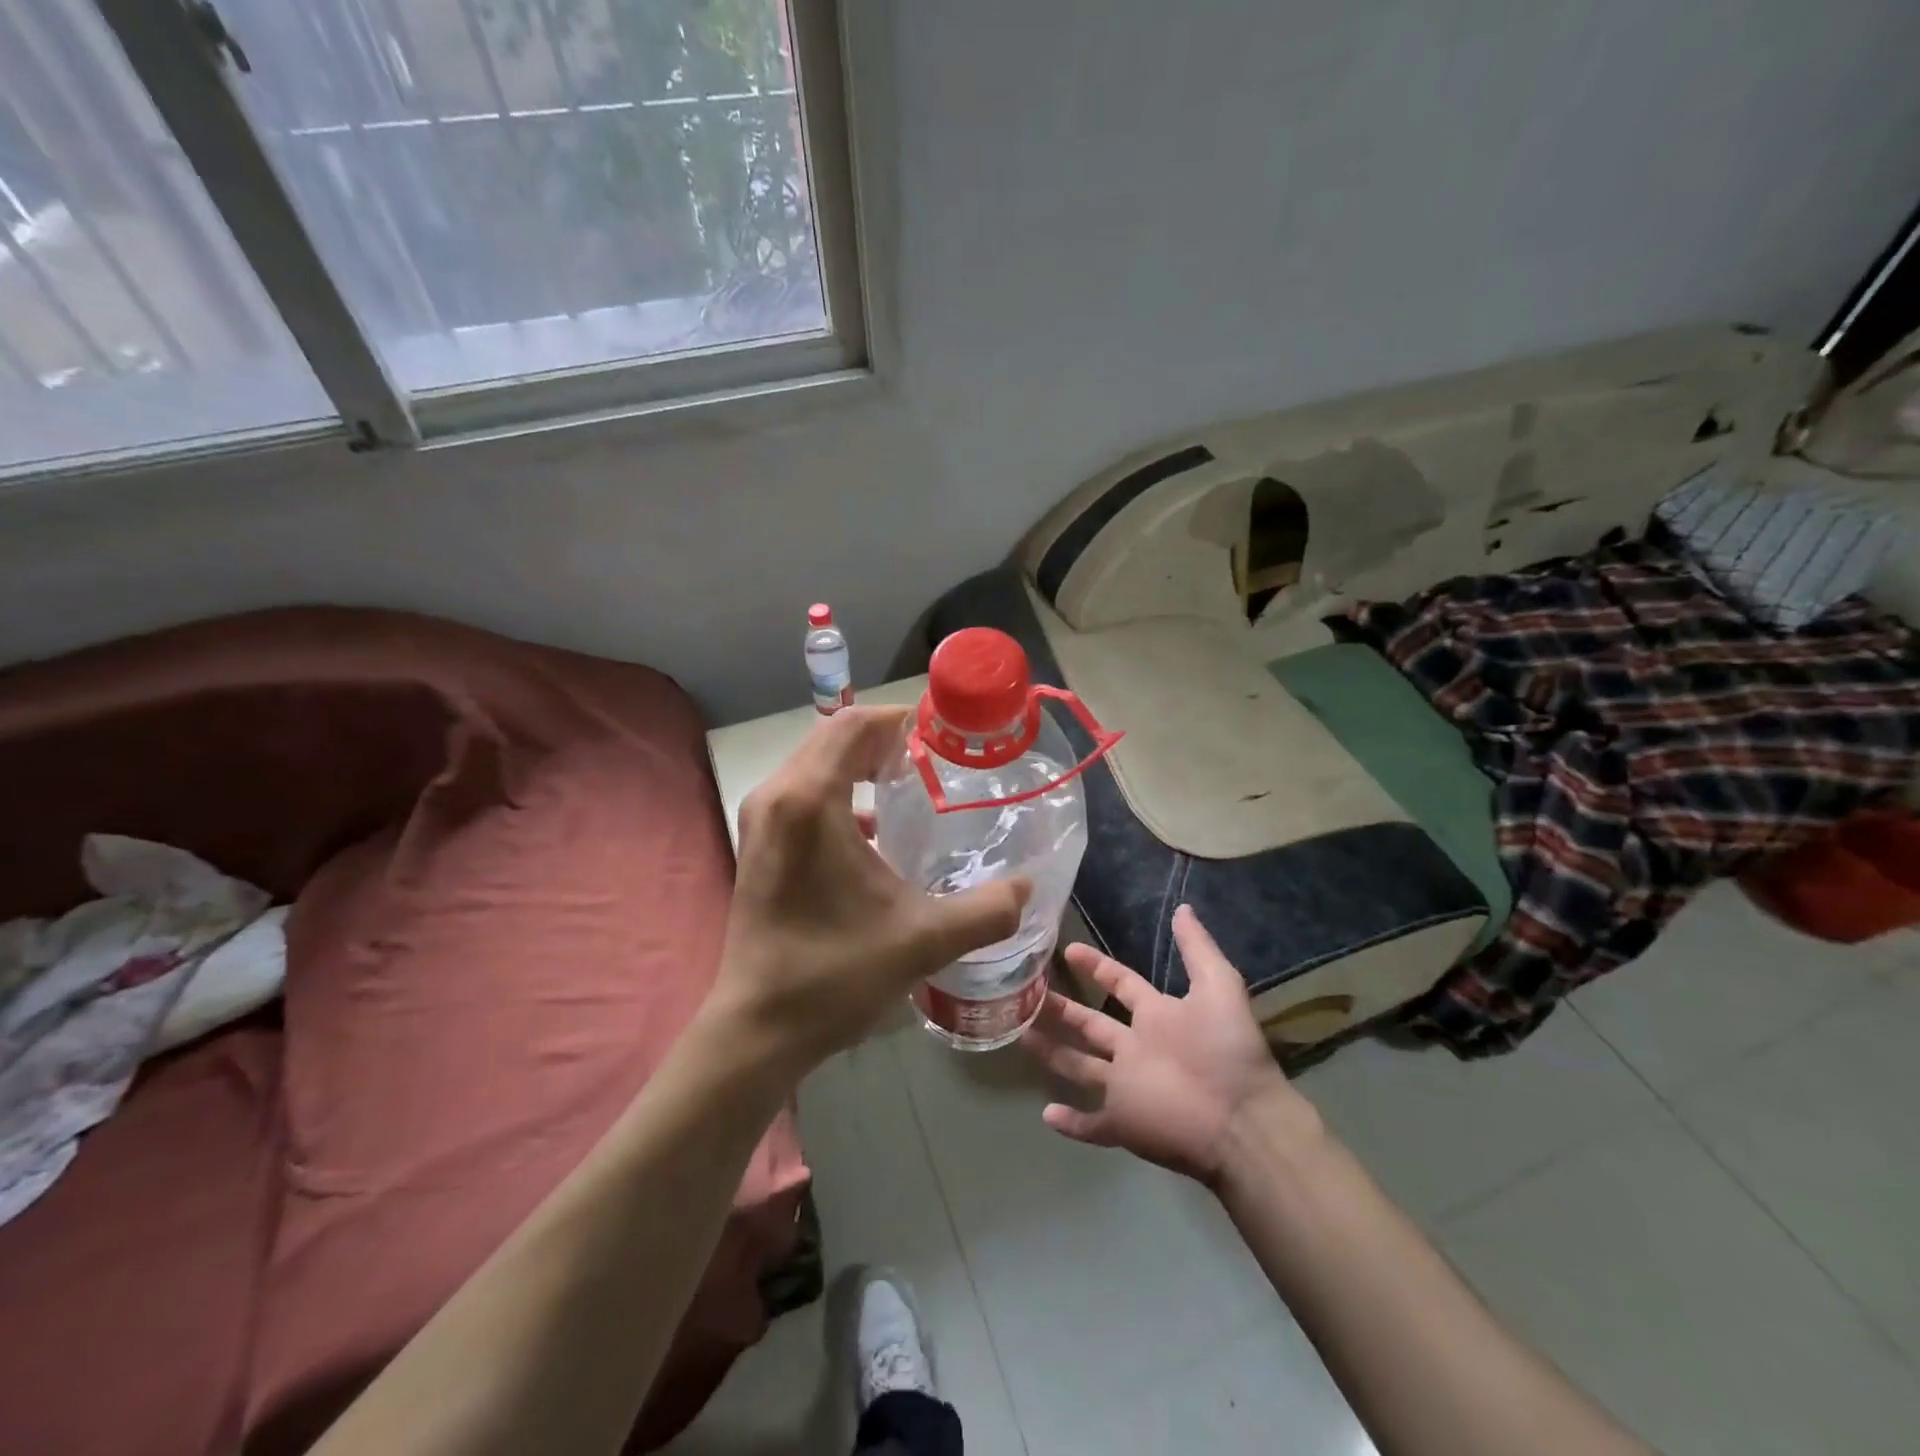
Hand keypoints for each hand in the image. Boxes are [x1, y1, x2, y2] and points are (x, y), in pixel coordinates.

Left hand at [713, 705, 1030, 1078]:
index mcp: (809, 800)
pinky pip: (804, 792)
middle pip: (835, 736)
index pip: (855, 724)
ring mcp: (761, 819)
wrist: (758, 1029)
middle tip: (938, 760)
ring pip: (817, 763)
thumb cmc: (834, 975)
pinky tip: (878, 830)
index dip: (902, 719)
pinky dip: (842, 791)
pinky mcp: (758, 843)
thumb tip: (1027, 888)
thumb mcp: (923, 940)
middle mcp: (777, 796)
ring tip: (913, 784)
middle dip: (887, 739)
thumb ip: (986, 910)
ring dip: (863, 763)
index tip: (946, 737)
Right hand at [1022, 905, 1306, 1184]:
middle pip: (1091, 1025)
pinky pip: (1092, 1126)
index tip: (1068, 949)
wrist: (1242, 1121)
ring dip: (1053, 1055)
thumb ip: (1197, 949)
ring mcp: (1127, 1086)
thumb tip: (1183, 908)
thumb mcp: (1219, 988)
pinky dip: (1070, 1123)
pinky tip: (1046, 1114)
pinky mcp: (1124, 1123)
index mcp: (1157, 1016)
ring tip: (1020, 1035)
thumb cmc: (1227, 1051)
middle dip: (1062, 1009)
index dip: (1096, 967)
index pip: (1121, 985)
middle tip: (1027, 993)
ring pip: (1081, 1068)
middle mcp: (1137, 1048)